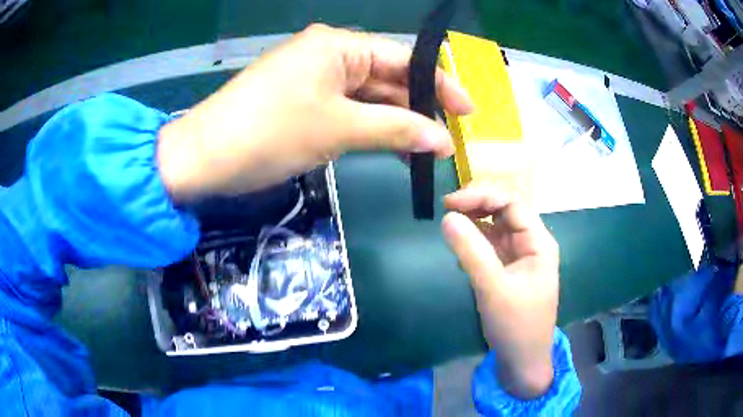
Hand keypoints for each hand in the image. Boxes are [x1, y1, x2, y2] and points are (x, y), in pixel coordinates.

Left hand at [157, 24, 472, 199]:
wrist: (203, 157)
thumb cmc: (270, 133)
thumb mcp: (338, 129)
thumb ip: (395, 130)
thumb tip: (442, 141)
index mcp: (338, 46)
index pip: (403, 60)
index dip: (439, 86)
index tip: (467, 112)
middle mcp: (327, 53)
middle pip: (386, 76)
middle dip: (417, 107)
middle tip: (448, 138)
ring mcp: (311, 77)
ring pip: (366, 96)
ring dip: (393, 121)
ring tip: (424, 148)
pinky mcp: (299, 100)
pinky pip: (345, 109)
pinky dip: (367, 127)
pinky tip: (388, 146)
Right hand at [442, 184, 558, 398]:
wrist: (522, 361)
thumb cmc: (515, 325)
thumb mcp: (493, 288)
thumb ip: (471, 252)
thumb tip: (447, 217)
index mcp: (539, 242)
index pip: (512, 204)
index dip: (482, 196)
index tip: (450, 203)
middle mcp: (532, 244)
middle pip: (506, 211)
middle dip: (478, 204)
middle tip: (447, 208)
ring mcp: (520, 257)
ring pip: (498, 227)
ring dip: (475, 219)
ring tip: (449, 218)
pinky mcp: (509, 270)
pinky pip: (492, 245)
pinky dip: (475, 238)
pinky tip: (460, 239)